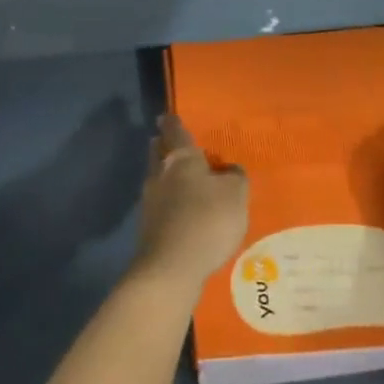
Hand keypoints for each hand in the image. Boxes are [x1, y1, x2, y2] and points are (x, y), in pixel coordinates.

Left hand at [135, 114, 248, 290]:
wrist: (171, 267)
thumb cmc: (207, 220)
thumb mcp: (235, 195)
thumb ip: (235, 177)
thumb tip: (229, 170)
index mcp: (181, 158)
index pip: (175, 132)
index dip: (173, 123)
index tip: (166, 116)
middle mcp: (160, 173)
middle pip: (158, 152)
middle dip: (162, 146)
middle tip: (167, 142)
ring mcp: (150, 201)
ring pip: (156, 178)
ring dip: (164, 175)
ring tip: (177, 177)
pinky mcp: (148, 227)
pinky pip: (159, 204)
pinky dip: (167, 202)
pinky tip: (178, 211)